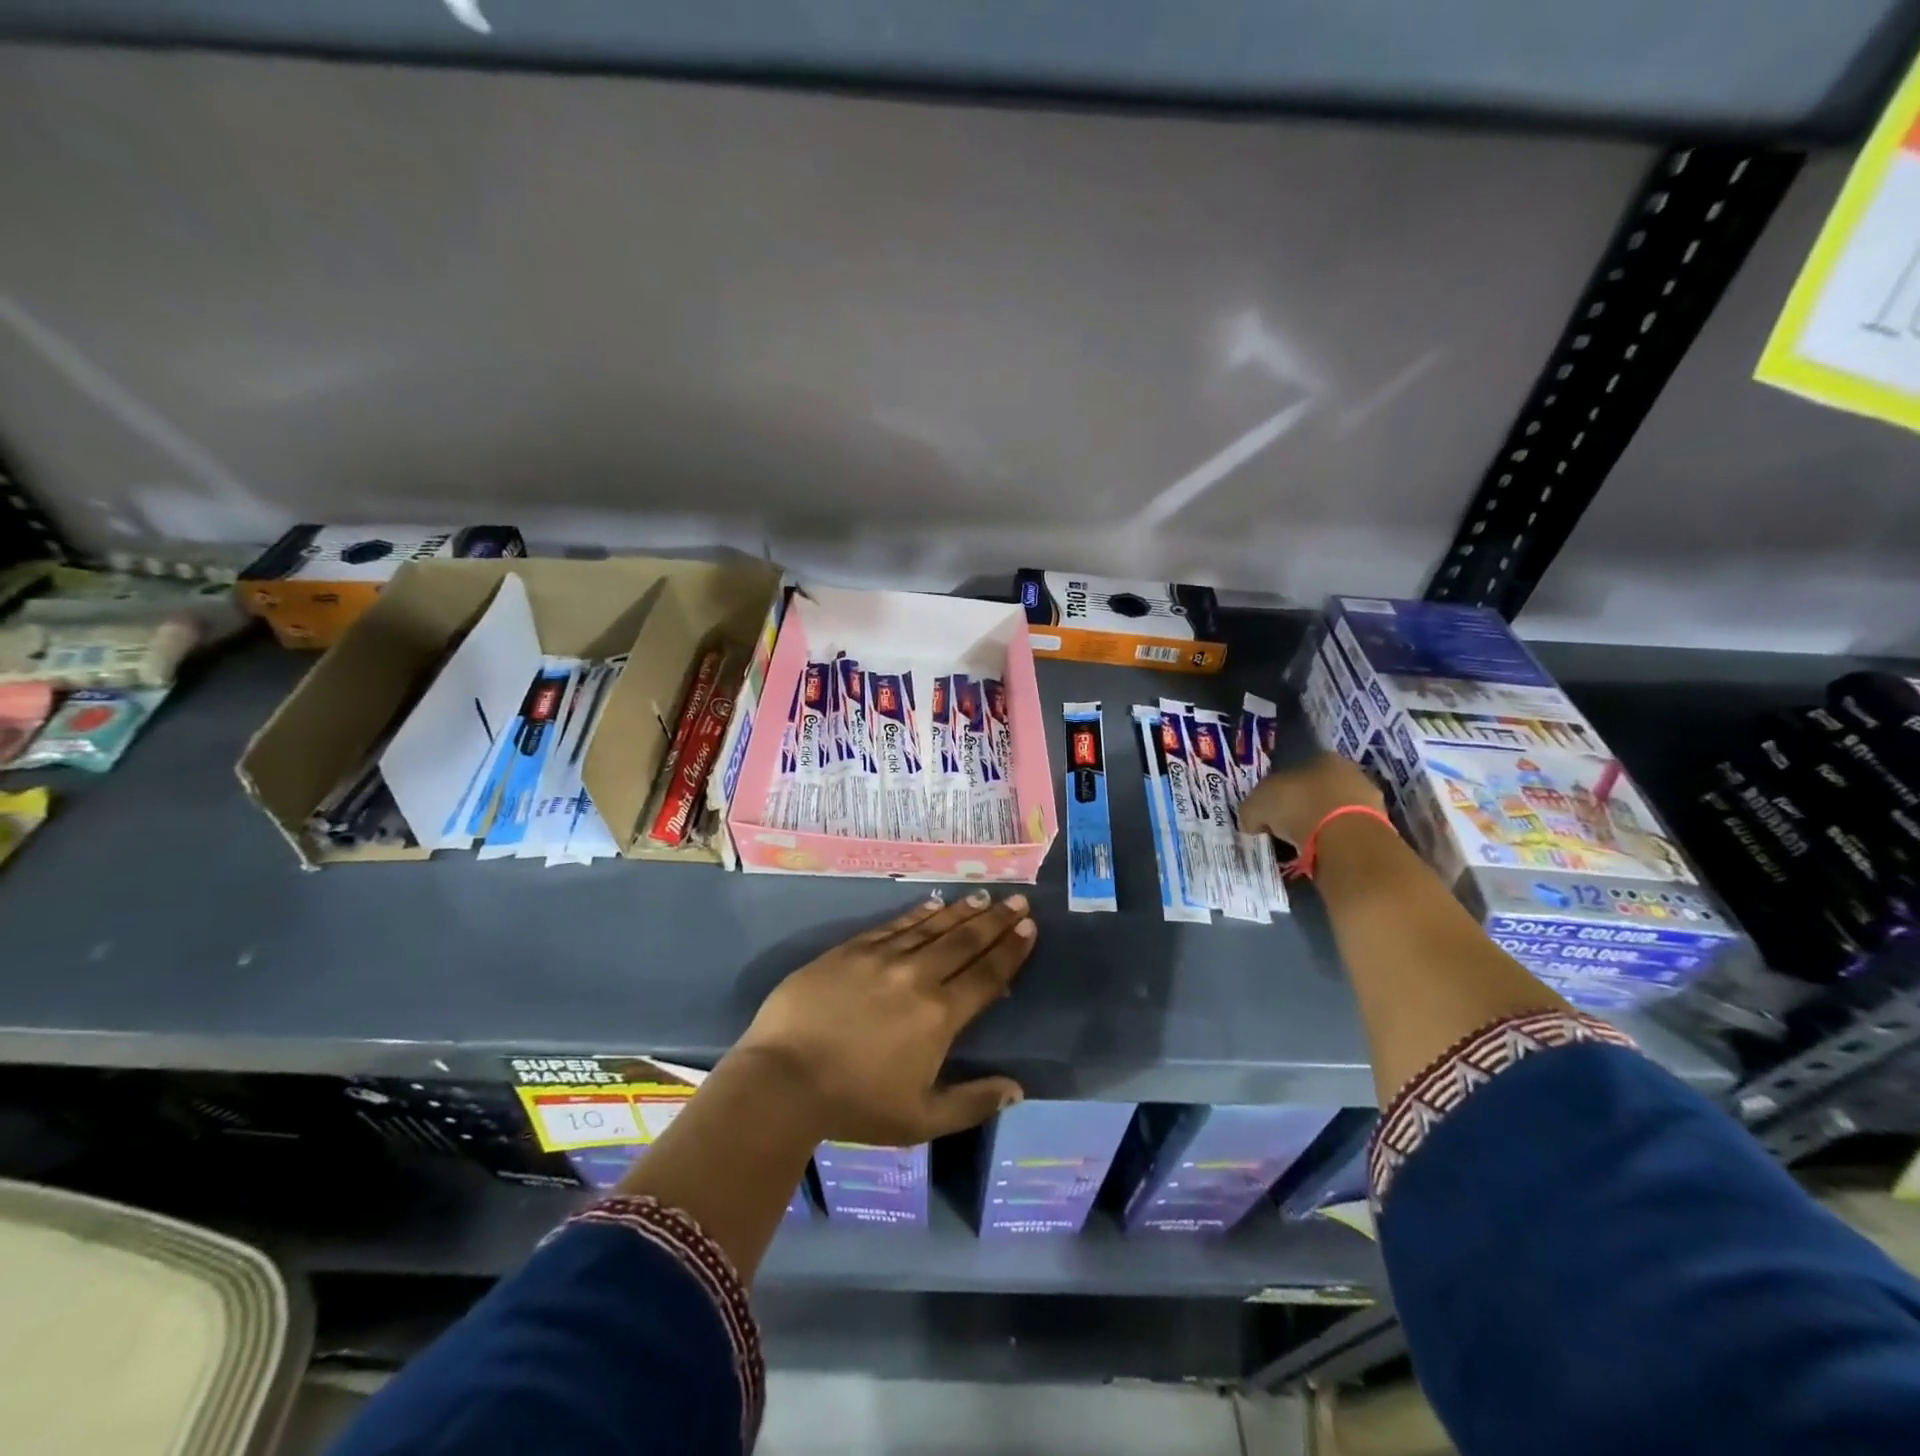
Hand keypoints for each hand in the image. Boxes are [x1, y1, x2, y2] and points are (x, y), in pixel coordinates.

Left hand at [728, 890, 1035, 1145]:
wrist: (782, 1080)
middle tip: (1017, 901)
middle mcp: (917, 977)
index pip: (986, 975)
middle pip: (964, 942)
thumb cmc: (854, 1106)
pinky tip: (933, 904)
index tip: (1029, 928)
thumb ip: (972, 1103)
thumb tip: (1016, 1089)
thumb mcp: (920, 1120)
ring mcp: (882, 957)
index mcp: (940, 1016)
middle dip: (995, 920)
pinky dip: (917, 914)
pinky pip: (894, 925)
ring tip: (984, 896)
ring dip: (961, 911)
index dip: (1011, 950)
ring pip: (932, 927)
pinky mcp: (850, 950)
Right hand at [1238, 752, 1383, 847]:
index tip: (1269, 812)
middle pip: (1317, 791)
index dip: (1279, 791)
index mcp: (1324, 758)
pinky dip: (1332, 845)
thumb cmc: (1299, 807)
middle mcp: (1350, 774)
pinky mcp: (1379, 830)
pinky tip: (1318, 856)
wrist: (1346, 840)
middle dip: (1301, 809)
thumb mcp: (1257, 804)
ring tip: (1299, 848)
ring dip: (1318, 828)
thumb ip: (1252, 810)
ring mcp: (1369, 801)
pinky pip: (1345, 835)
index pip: (1296, 770)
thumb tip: (1252, 822)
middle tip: (1282, 830)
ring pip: (1333, 814)